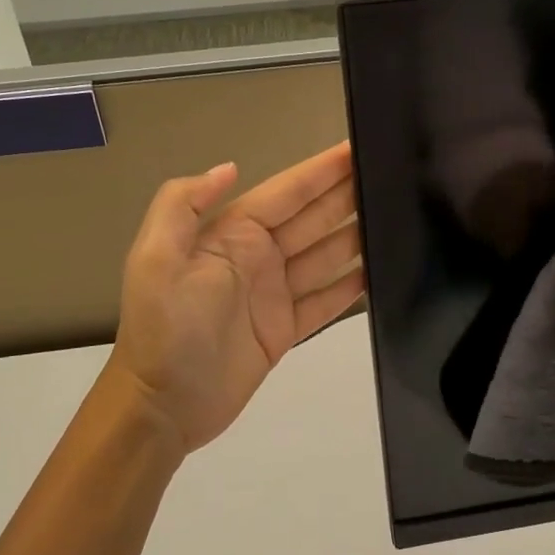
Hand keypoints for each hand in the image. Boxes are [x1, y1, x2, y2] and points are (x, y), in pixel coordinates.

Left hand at [105, 142, 364, 458]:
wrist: (163, 406)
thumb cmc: (165, 328)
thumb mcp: (157, 258)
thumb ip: (183, 204)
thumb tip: (230, 166)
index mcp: (232, 234)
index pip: (287, 193)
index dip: (321, 171)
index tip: (356, 149)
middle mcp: (258, 256)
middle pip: (314, 218)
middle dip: (349, 195)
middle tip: (391, 174)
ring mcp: (275, 293)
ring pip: (327, 255)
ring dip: (358, 235)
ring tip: (397, 216)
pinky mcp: (286, 328)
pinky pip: (327, 299)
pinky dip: (352, 285)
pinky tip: (379, 269)